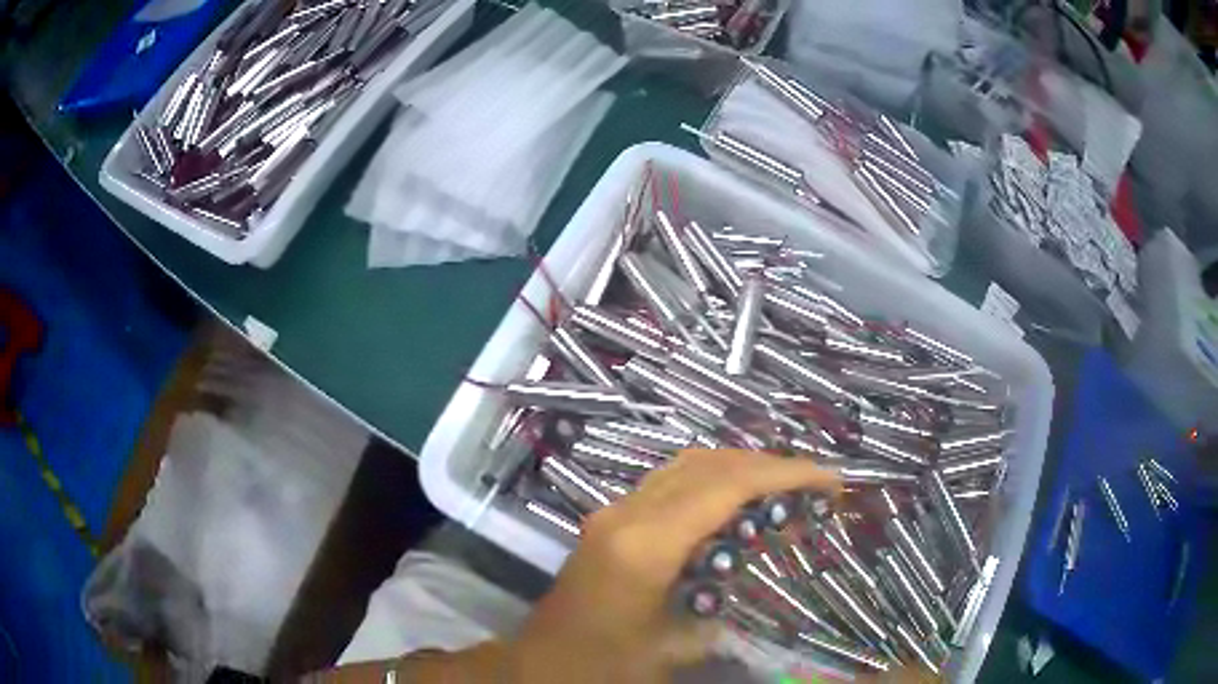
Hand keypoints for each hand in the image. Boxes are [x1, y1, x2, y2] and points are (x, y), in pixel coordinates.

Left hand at [508, 448, 840, 683]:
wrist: (540, 661)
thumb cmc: (601, 664)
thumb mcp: (673, 650)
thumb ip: (724, 619)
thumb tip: (759, 589)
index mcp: (645, 546)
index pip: (726, 487)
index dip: (784, 474)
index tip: (829, 479)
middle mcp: (627, 514)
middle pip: (708, 464)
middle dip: (768, 465)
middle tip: (813, 483)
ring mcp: (614, 511)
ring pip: (686, 465)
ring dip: (739, 467)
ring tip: (782, 488)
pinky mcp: (610, 518)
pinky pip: (669, 482)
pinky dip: (711, 481)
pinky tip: (734, 505)